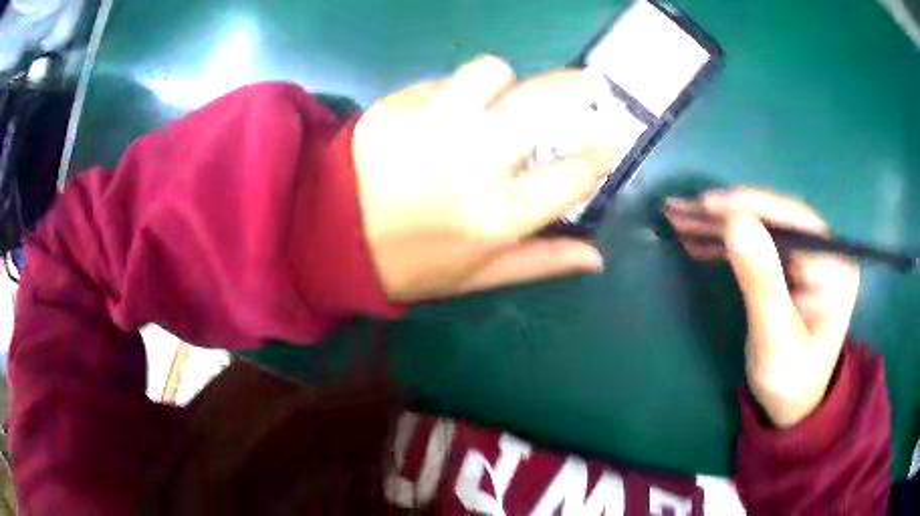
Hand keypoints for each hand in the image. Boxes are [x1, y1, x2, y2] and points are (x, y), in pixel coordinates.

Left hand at [353, 55, 616, 300]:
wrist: (325, 235)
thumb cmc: (406, 264)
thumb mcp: (475, 276)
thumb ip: (541, 261)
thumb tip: (596, 257)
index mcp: (498, 213)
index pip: (573, 174)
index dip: (599, 155)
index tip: (606, 145)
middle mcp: (474, 159)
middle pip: (544, 101)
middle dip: (578, 87)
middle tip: (590, 85)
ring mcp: (433, 123)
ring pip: (494, 72)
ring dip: (506, 84)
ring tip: (498, 101)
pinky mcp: (398, 104)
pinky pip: (444, 80)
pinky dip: (457, 92)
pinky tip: (444, 113)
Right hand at [664, 188, 859, 427]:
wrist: (795, 407)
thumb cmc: (789, 381)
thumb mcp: (775, 338)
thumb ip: (761, 281)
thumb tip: (735, 222)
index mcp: (832, 263)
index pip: (789, 217)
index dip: (747, 205)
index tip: (703, 204)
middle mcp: (822, 250)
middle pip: (771, 217)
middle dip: (724, 213)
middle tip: (680, 209)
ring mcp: (805, 258)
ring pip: (759, 228)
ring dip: (718, 225)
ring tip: (679, 220)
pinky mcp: (790, 268)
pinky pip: (756, 246)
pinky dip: (725, 243)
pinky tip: (698, 242)